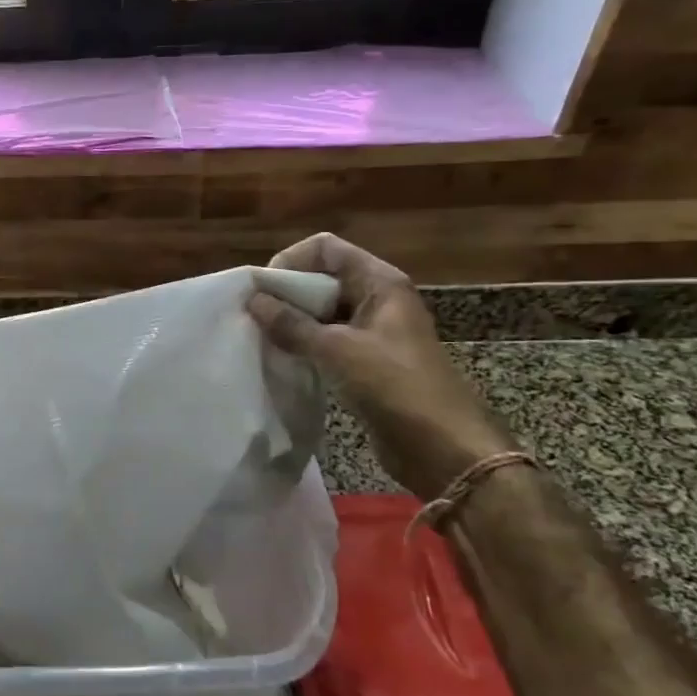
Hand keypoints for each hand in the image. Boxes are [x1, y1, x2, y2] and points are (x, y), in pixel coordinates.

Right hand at [247, 233, 516, 499]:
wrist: (443, 447)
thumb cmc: (395, 386)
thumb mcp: (337, 350)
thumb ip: (292, 324)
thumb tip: (253, 300)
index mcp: (379, 282)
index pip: (325, 248)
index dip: (291, 261)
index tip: (263, 292)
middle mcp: (376, 298)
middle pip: (322, 277)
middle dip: (287, 293)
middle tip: (255, 318)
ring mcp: (373, 331)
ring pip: (322, 311)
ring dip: (293, 321)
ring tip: (263, 339)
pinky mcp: (367, 361)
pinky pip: (328, 340)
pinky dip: (304, 345)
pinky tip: (283, 359)